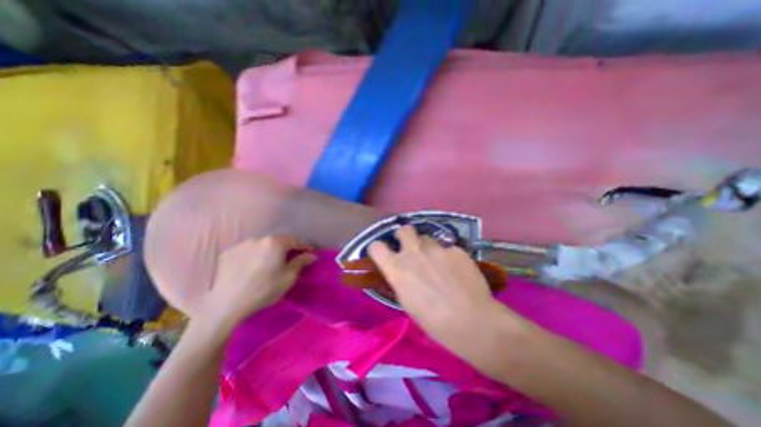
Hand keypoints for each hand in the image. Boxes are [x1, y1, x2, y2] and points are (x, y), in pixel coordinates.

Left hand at [199, 235, 314, 332]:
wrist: (227, 304)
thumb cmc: (264, 289)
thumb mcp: (288, 277)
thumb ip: (301, 262)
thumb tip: (311, 255)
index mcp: (276, 242)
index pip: (295, 240)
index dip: (304, 247)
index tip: (309, 253)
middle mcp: (259, 238)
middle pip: (278, 240)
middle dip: (287, 247)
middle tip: (291, 258)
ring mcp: (242, 244)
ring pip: (262, 244)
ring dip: (270, 250)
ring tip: (270, 262)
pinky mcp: (228, 253)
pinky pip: (247, 250)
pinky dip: (254, 255)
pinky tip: (253, 266)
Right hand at [369, 227, 516, 356]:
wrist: (471, 321)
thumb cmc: (433, 320)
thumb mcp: (407, 301)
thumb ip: (401, 279)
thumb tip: (401, 271)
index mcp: (397, 268)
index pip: (376, 247)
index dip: (378, 248)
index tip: (383, 252)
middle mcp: (413, 252)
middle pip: (404, 230)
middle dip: (405, 235)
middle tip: (412, 247)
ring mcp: (436, 248)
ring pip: (427, 238)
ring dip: (428, 247)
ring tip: (438, 262)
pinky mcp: (455, 249)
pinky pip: (447, 248)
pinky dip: (448, 256)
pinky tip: (457, 270)